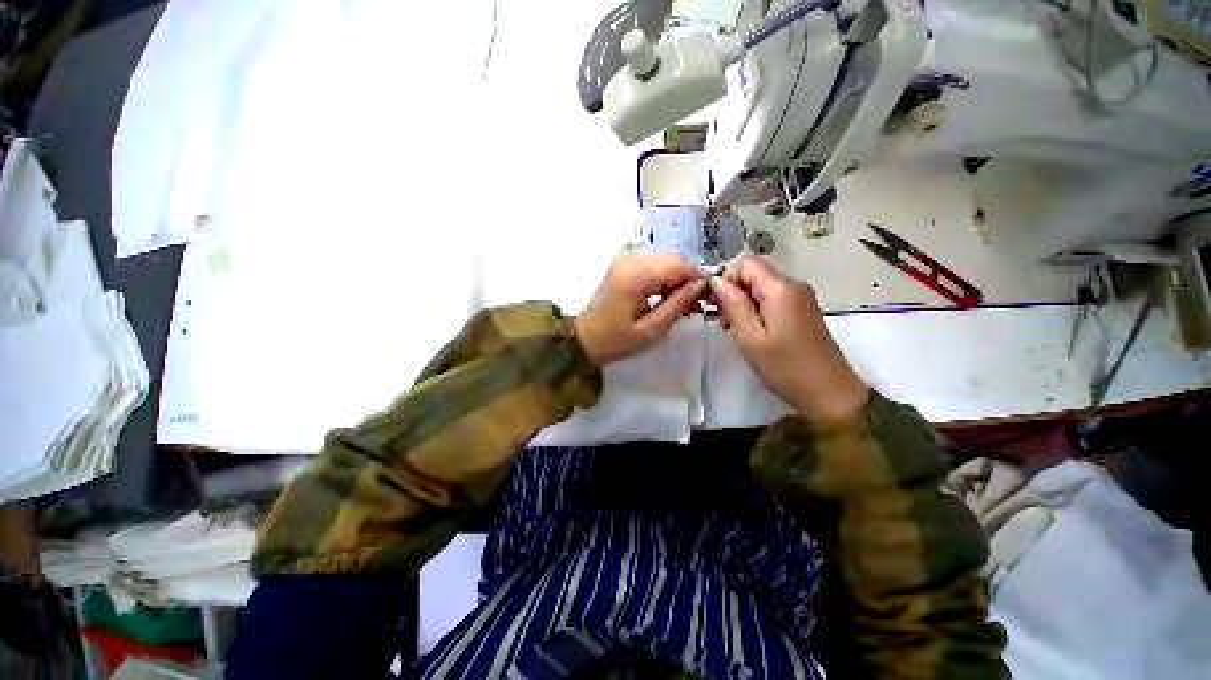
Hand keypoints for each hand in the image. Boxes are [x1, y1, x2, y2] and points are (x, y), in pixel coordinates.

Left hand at [575, 254, 707, 365]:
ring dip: (678, 278)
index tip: (709, 296)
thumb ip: (677, 305)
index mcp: (635, 275)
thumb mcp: (651, 330)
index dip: (697, 277)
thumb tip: (700, 285)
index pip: (677, 265)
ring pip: (665, 260)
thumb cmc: (616, 340)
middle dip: (689, 278)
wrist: (584, 339)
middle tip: (696, 303)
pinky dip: (665, 278)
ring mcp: (625, 261)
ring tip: (684, 304)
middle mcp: (630, 260)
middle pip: (673, 258)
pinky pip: (653, 265)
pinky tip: (668, 297)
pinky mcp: (623, 266)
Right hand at [711, 257, 868, 422]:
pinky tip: (753, 333)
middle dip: (733, 294)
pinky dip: (756, 311)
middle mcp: (793, 285)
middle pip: (753, 274)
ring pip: (760, 287)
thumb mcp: (751, 338)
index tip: (717, 306)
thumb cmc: (786, 367)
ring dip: (743, 304)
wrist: (829, 393)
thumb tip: (717, 281)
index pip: (745, 263)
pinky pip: (771, 299)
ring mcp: (800, 298)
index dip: (726, 279)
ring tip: (737, 331)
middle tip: (725, 324)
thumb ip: (733, 305)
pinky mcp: (801, 310)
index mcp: (781, 288)